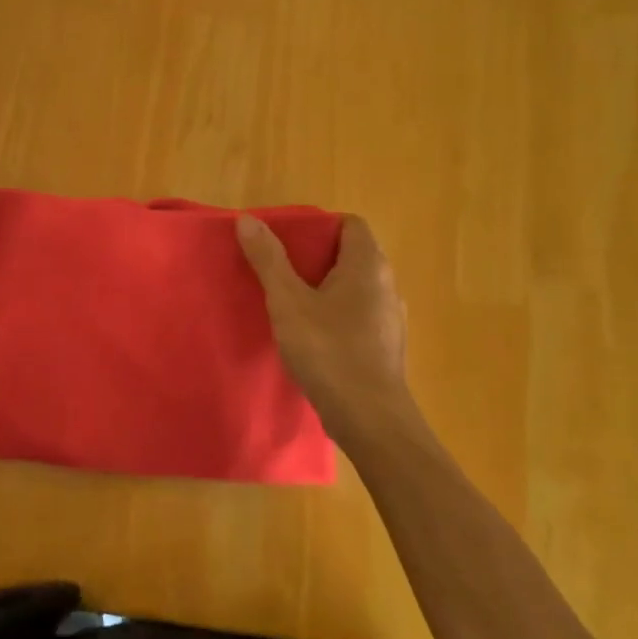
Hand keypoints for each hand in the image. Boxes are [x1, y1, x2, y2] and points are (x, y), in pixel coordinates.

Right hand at [237, 212, 410, 437]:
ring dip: (325, 288)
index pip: (350, 224)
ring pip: (355, 288)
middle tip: (280, 269)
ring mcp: (389, 318)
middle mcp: (386, 285)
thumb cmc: (329, 351)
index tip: (288, 240)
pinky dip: (335, 315)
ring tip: (290, 302)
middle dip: (316, 257)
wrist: (370, 419)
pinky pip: (358, 315)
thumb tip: (248, 219)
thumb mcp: (288, 302)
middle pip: (352, 255)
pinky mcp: (385, 346)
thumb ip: (269, 259)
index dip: (319, 225)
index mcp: (368, 265)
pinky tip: (311, 336)